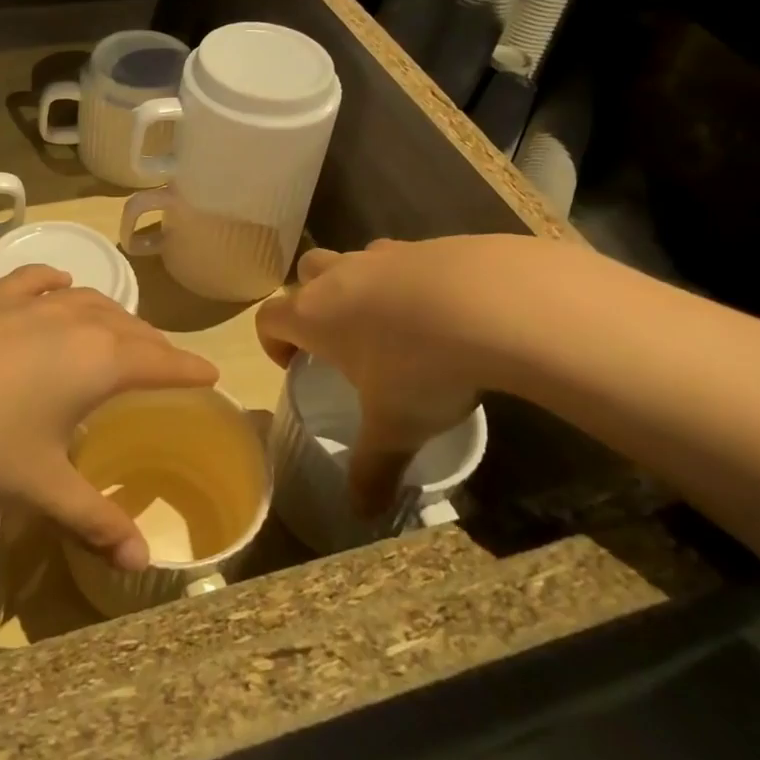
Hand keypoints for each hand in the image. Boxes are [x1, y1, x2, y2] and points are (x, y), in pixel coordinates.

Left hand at [0, 266, 216, 569]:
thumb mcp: (38, 489)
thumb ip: (92, 522)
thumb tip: (141, 564)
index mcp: (97, 361)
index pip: (160, 360)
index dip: (189, 368)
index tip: (211, 372)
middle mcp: (72, 321)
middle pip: (129, 326)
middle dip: (153, 344)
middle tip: (166, 362)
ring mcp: (26, 304)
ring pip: (88, 300)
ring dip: (112, 315)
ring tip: (120, 329)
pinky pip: (37, 283)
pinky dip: (57, 285)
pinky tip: (57, 286)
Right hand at [256, 237, 524, 515]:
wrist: (491, 303)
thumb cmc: (420, 367)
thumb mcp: (395, 428)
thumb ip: (373, 469)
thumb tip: (362, 514)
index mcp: (315, 314)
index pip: (268, 316)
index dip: (272, 341)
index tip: (294, 365)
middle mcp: (340, 276)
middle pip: (306, 274)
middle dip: (312, 301)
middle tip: (339, 340)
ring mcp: (384, 254)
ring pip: (354, 261)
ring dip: (360, 287)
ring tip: (394, 327)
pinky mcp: (428, 245)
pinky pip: (402, 260)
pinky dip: (408, 280)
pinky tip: (443, 312)